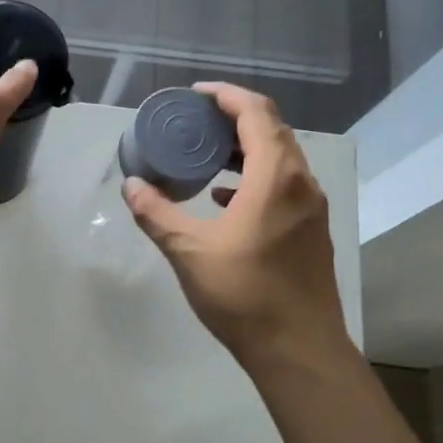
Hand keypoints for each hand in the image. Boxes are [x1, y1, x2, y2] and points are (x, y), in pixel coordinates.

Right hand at [123, 83, 352, 374]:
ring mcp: (311, 208)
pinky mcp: (311, 231)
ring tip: (206, 155)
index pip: (256, 113)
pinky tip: (225, 199)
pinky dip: (254, 179)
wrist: (298, 348)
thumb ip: (156, 214)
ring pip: (280, 160)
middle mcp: (301, 183)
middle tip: (195, 121)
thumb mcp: (188, 251)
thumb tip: (131, 186)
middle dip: (234, 118)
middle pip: (272, 131)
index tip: (195, 94)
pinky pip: (283, 186)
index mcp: (275, 177)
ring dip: (245, 149)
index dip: (226, 96)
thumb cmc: (243, 294)